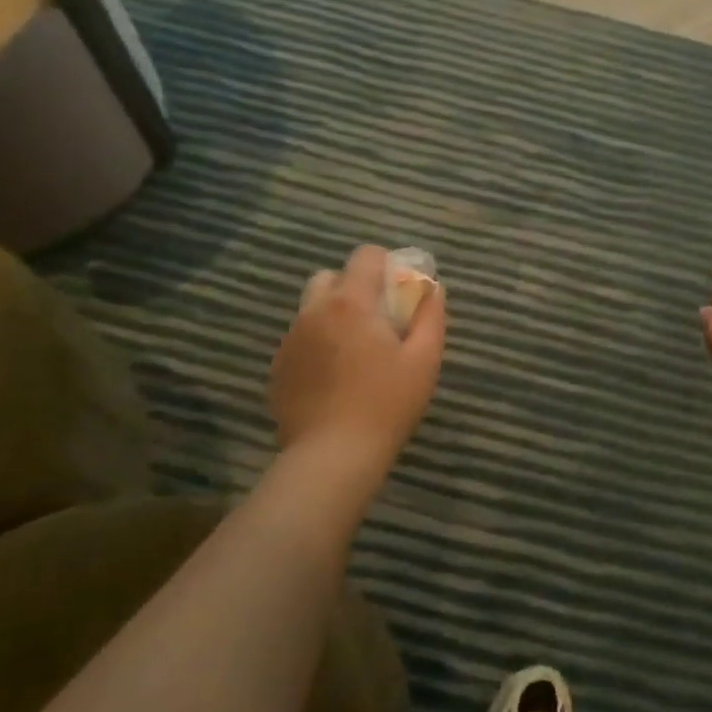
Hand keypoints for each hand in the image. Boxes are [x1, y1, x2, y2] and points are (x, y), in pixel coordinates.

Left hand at [269, 246, 444, 487]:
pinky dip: (317, 344)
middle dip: (354, 287)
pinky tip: (335, 377)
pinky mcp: (278, 367)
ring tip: (355, 351)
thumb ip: (431, 316)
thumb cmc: (386, 404)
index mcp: (351, 303)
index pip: (365, 255)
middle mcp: (313, 312)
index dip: (386, 265)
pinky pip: (300, 339)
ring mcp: (290, 340)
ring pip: (312, 308)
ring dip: (334, 315)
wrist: (332, 456)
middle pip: (331, 277)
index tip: (400, 291)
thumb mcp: (424, 360)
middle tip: (377, 320)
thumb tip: (433, 288)